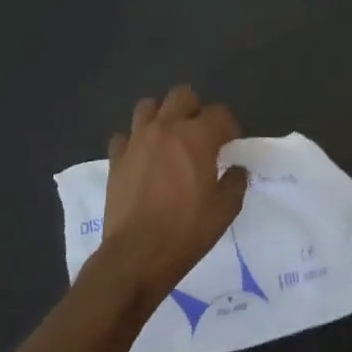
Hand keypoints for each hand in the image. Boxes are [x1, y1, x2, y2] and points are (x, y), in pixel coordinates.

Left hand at [94, 85, 248, 305]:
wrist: (136, 256)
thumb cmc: (186, 231)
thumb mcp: (224, 210)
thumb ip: (235, 182)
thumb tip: (236, 169)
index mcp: (197, 137)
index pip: (220, 113)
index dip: (230, 126)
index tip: (231, 144)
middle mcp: (166, 129)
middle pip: (182, 95)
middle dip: (195, 109)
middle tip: (200, 134)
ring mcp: (136, 141)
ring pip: (147, 106)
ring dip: (161, 116)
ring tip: (169, 138)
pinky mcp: (115, 159)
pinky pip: (123, 136)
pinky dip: (134, 142)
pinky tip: (142, 158)